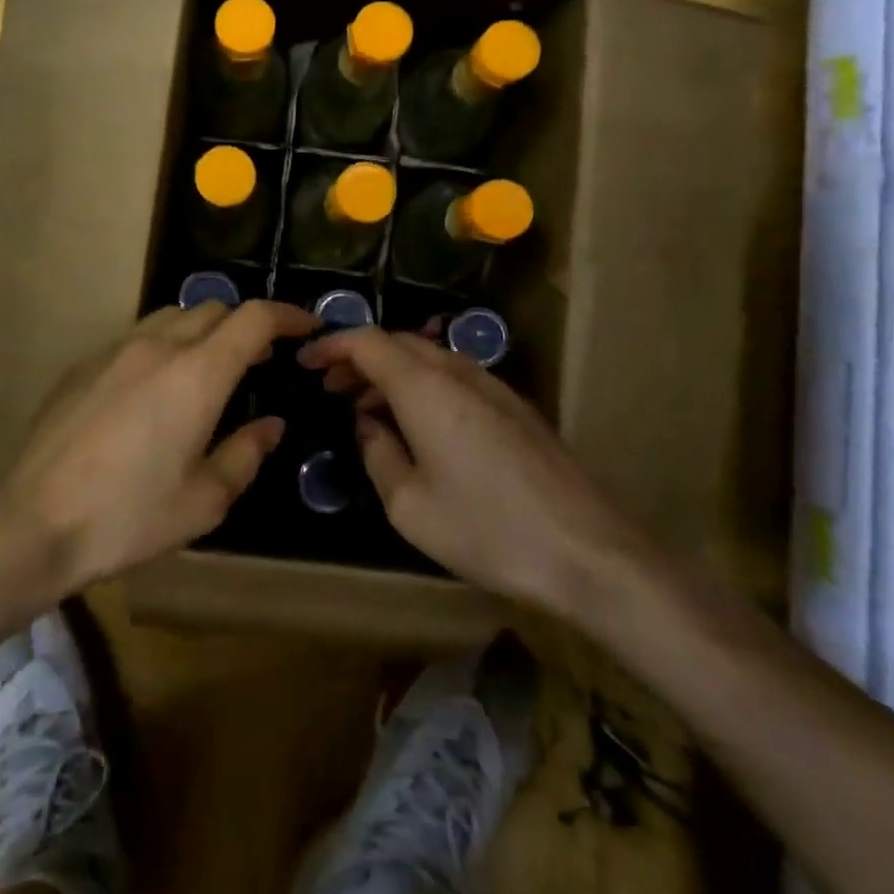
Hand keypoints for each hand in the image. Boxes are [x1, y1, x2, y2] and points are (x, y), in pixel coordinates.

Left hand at [3, 300, 319, 589]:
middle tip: (260, 360)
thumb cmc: (129, 516)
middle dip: (246, 324)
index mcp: (198, 374)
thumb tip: (271, 425)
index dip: (287, 314)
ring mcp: (114, 350)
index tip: (307, 327)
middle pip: (214, 308)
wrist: (33, 521)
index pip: (253, 317)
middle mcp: (158, 346)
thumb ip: (245, 453)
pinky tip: (155, 388)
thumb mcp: (204, 500)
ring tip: (209, 369)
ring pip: (172, 316)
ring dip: (202, 330)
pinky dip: (163, 345)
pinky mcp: (83, 364)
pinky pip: (136, 337)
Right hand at [297, 327, 647, 618]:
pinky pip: (454, 377)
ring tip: (366, 407)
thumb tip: (367, 424)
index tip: (305, 363)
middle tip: (330, 388)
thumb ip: (377, 453)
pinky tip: (416, 424)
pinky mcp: (515, 407)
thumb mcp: (409, 505)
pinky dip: (421, 385)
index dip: (331, 345)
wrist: (589, 553)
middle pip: (398, 343)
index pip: (367, 341)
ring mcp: (493, 387)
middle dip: (358, 358)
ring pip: (428, 358)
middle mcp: (458, 373)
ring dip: (391, 372)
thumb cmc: (487, 529)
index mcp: (425, 388)